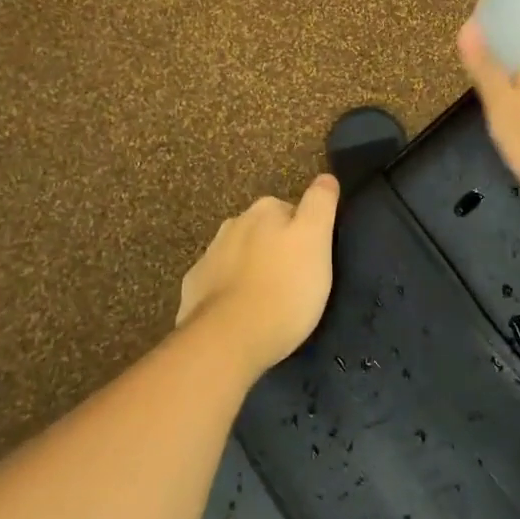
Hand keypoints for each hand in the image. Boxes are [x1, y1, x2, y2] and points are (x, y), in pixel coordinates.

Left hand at [176, 174, 340, 377]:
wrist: (227, 340)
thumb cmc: (284, 289)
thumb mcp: (316, 240)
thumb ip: (321, 203)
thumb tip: (325, 178)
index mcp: (265, 210)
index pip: (293, 210)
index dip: (306, 233)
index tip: (313, 259)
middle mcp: (234, 224)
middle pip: (265, 231)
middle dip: (277, 249)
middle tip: (295, 282)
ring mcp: (209, 256)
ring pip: (241, 255)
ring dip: (253, 269)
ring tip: (269, 301)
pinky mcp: (194, 288)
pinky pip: (219, 283)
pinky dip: (230, 291)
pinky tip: (241, 314)